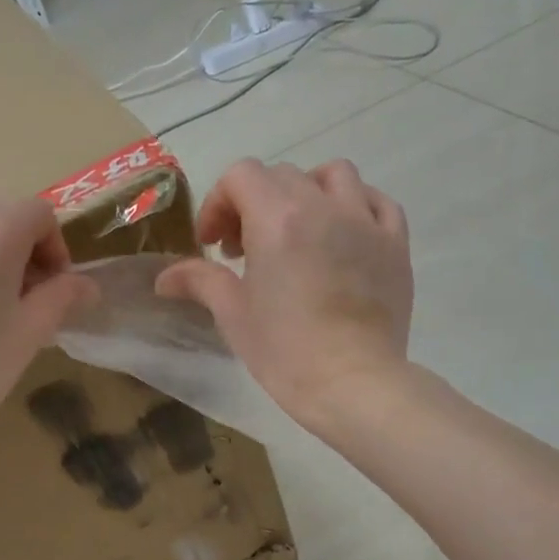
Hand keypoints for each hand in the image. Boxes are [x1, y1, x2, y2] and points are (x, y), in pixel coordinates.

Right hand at [157, 158, 412, 430]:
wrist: (352, 384)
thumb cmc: (285, 352)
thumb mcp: (233, 315)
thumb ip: (200, 281)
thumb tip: (163, 278)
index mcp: (278, 219)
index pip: (241, 176)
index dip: (218, 203)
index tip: (213, 244)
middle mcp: (323, 206)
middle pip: (282, 176)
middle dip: (254, 203)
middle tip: (245, 250)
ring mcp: (365, 222)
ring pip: (334, 175)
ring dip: (307, 192)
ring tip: (297, 230)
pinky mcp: (395, 244)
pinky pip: (377, 202)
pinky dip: (355, 206)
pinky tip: (343, 234)